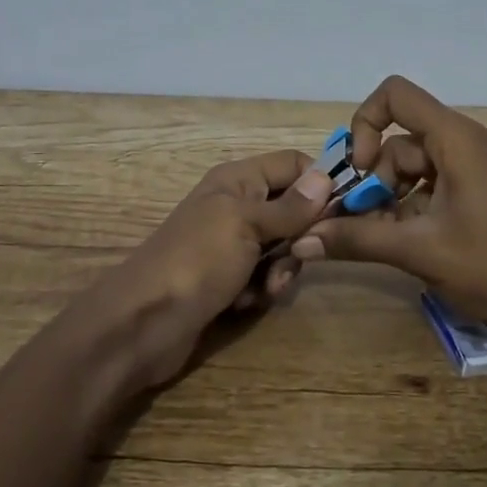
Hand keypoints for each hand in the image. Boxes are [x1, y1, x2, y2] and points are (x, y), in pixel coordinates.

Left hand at [83, 149, 334, 390]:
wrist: (144, 322)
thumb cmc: (198, 260)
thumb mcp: (247, 225)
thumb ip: (290, 206)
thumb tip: (326, 176)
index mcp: (238, 180)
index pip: (293, 164)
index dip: (319, 183)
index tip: (343, 211)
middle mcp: (237, 206)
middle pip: (293, 210)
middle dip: (301, 237)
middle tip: (298, 257)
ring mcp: (231, 245)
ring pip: (282, 249)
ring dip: (281, 270)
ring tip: (264, 288)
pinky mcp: (228, 280)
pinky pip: (263, 277)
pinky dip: (260, 290)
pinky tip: (245, 303)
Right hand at [290, 76, 486, 331]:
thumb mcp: (418, 251)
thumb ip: (357, 238)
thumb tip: (303, 238)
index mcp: (459, 139)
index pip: (397, 95)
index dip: (365, 123)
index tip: (359, 171)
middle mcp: (472, 140)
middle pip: (404, 139)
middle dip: (377, 179)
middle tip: (362, 222)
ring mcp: (484, 164)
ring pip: (419, 164)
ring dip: (393, 196)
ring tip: (384, 238)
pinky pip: (440, 181)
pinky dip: (417, 204)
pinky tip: (409, 239)